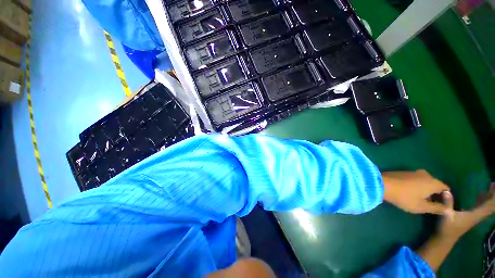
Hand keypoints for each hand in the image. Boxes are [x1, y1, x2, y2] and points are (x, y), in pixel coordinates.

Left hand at [382, 170, 450, 214]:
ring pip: (425, 182)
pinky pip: (416, 180)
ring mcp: (414, 172)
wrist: (382, 184)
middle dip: (435, 194)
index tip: (442, 206)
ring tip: (421, 200)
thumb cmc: (405, 197)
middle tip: (432, 205)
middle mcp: (426, 174)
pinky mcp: (404, 172)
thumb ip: (437, 208)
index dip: (446, 198)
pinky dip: (417, 186)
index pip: (446, 189)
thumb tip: (449, 210)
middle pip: (436, 185)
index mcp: (434, 182)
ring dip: (426, 190)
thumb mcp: (422, 207)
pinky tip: (411, 193)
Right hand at [439, 188, 494, 238]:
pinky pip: (482, 207)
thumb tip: (446, 191)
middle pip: (490, 205)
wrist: (445, 238)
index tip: (494, 185)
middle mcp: (478, 215)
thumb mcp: (445, 215)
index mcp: (475, 215)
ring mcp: (475, 216)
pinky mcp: (472, 216)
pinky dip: (484, 200)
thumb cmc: (446, 227)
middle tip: (494, 183)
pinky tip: (482, 194)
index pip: (489, 206)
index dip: (493, 197)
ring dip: (490, 197)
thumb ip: (447, 203)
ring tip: (491, 186)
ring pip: (487, 206)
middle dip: (493, 195)